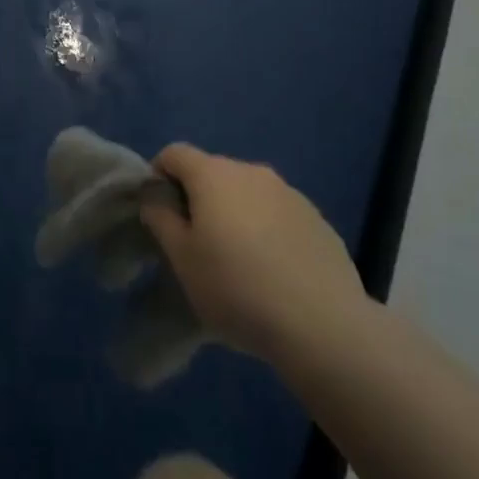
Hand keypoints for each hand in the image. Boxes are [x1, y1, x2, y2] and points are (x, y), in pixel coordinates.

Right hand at [141, 144, 366, 366]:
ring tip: (237, 261)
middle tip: (196, 243)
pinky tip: (273, 272)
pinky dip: (266, 230)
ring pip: (248, 193)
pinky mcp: (317, 219)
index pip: (174, 153)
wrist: (323, 325)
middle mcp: (252, 171)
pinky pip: (278, 214)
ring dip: (235, 214)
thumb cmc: (237, 288)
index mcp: (214, 174)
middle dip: (198, 198)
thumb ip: (160, 218)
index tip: (159, 213)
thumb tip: (155, 196)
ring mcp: (289, 193)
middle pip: (212, 172)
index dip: (159, 176)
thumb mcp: (182, 259)